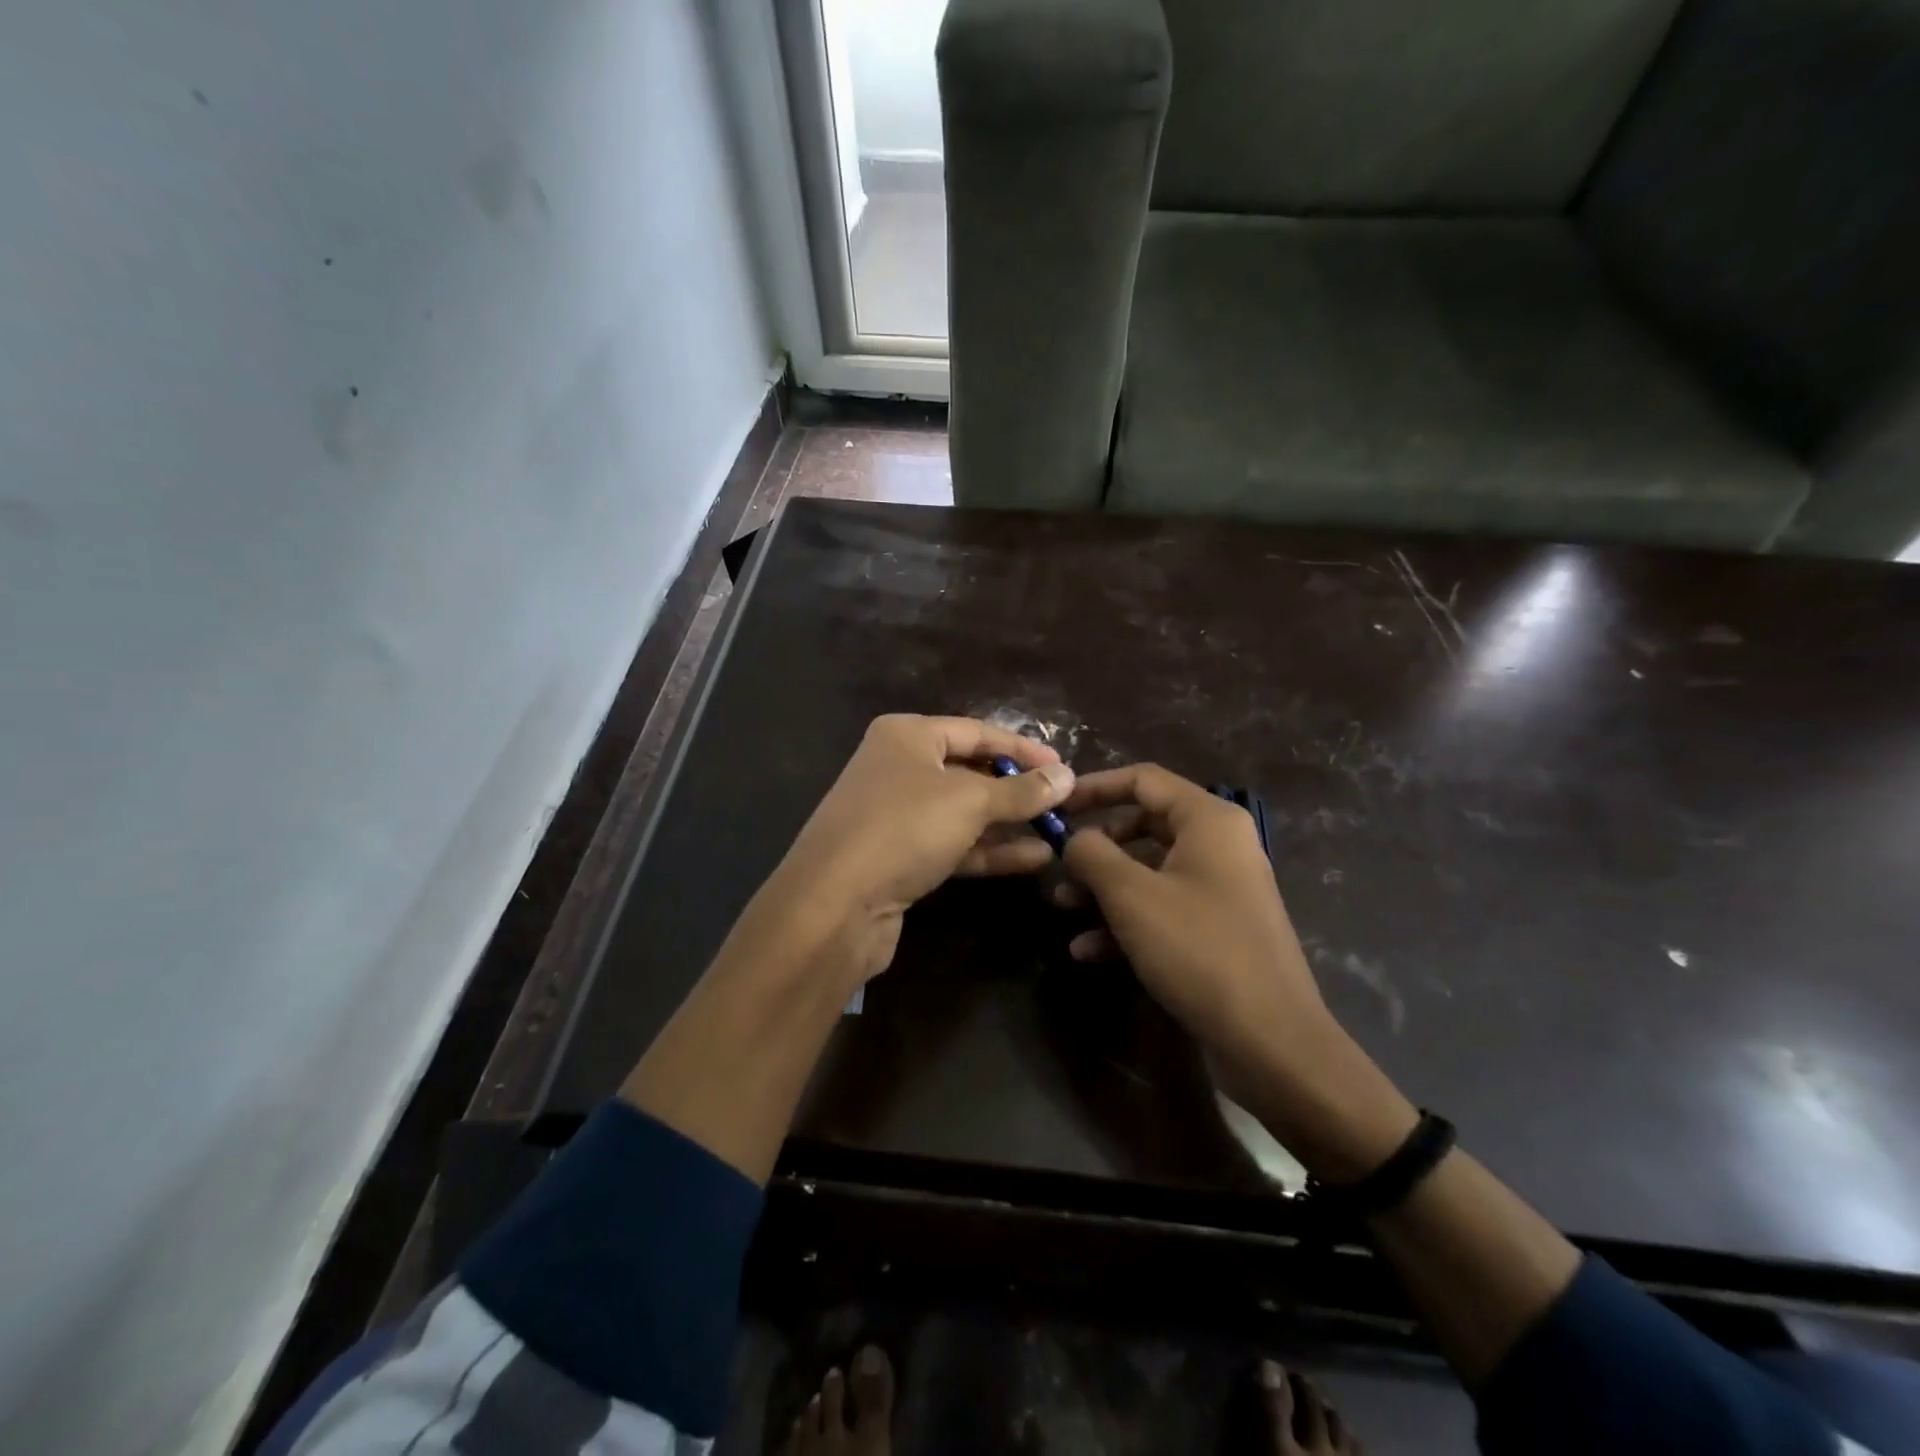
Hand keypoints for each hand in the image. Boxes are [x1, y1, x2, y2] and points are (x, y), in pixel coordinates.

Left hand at [755, 714, 1074, 986]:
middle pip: (970, 771)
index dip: (1022, 747)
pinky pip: (953, 845)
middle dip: (1016, 788)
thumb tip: (1067, 776)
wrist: (834, 905)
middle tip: (1062, 801)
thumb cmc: (903, 829)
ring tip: (1058, 831)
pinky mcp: (899, 857)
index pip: (977, 731)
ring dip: (1008, 823)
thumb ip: (1021, 790)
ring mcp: (896, 815)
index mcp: (907, 736)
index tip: (1063, 766)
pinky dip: (990, 850)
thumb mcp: (970, 801)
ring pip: (963, 812)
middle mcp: (898, 768)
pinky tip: (1034, 859)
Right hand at [1059, 764, 1324, 1060]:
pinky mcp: (1217, 930)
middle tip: (1057, 863)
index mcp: (1208, 821)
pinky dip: (1126, 922)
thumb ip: (1092, 854)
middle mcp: (1219, 846)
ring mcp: (1220, 890)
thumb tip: (1074, 838)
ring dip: (1103, 888)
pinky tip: (1088, 951)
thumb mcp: (1131, 895)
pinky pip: (1163, 910)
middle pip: (1143, 825)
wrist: (1271, 1041)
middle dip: (1095, 846)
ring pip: (1149, 872)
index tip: (1055, 805)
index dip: (1094, 786)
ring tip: (1062, 908)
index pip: (1143, 780)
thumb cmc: (1199, 949)